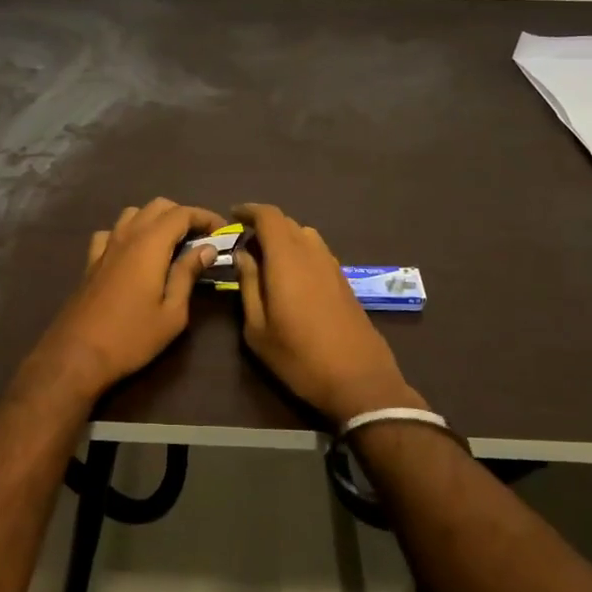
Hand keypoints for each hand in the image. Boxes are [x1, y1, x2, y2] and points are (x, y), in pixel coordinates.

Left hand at [21, 198, 222, 403]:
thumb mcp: (172, 312)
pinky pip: (112, 232)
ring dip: (155, 220)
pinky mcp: (91, 261)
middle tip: (201, 238)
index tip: (223, 231)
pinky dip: (128, 233)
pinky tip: (134, 253)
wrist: (77, 354)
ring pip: (133, 214)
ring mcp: (105, 247)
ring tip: (171, 244)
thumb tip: (206, 249)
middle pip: (157, 206)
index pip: (182, 213)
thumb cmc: (132, 337)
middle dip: (183, 215)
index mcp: (150, 244)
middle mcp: (126, 236)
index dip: (205, 217)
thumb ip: (188, 274)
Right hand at [234, 203, 426, 424]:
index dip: (249, 210)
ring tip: (267, 261)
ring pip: (305, 235)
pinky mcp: (344, 281)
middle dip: (263, 226)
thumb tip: (243, 255)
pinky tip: (291, 278)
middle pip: (287, 223)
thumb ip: (248, 285)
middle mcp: (312, 253)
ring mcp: (333, 266)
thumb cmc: (299, 357)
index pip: (269, 216)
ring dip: (284, 238)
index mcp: (287, 259)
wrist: (359, 380)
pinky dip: (300, 252)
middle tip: (244, 245)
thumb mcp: (258, 328)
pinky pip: (317, 252)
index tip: (232, 216)